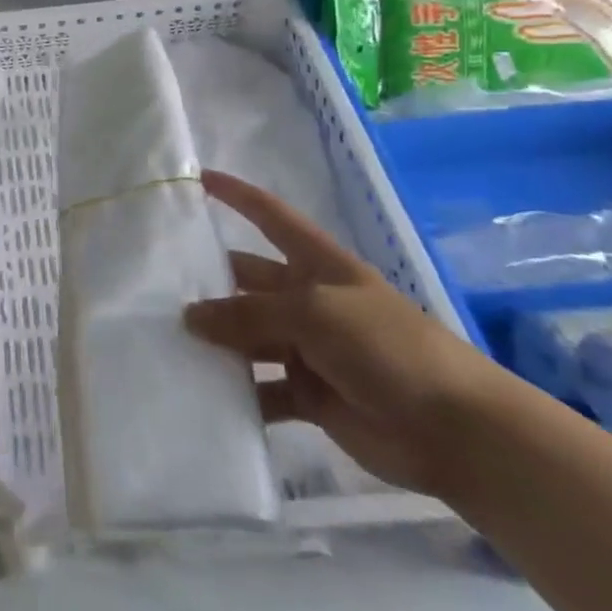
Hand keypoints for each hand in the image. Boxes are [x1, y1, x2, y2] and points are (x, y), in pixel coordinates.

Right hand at [183, 170, 510, 495]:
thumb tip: (190, 317)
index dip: (237, 196)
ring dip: (216, 342)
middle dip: (210, 283)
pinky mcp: (308, 395)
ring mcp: (308, 349)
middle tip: (155, 288)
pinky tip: (201, 396)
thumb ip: (249, 315)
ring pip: (248, 338)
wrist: (456, 431)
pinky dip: (236, 393)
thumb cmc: (387, 348)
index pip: (270, 217)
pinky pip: (261, 389)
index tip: (197, 179)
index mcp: (318, 265)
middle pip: (248, 282)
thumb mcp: (314, 314)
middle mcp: (308, 301)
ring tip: (165, 342)